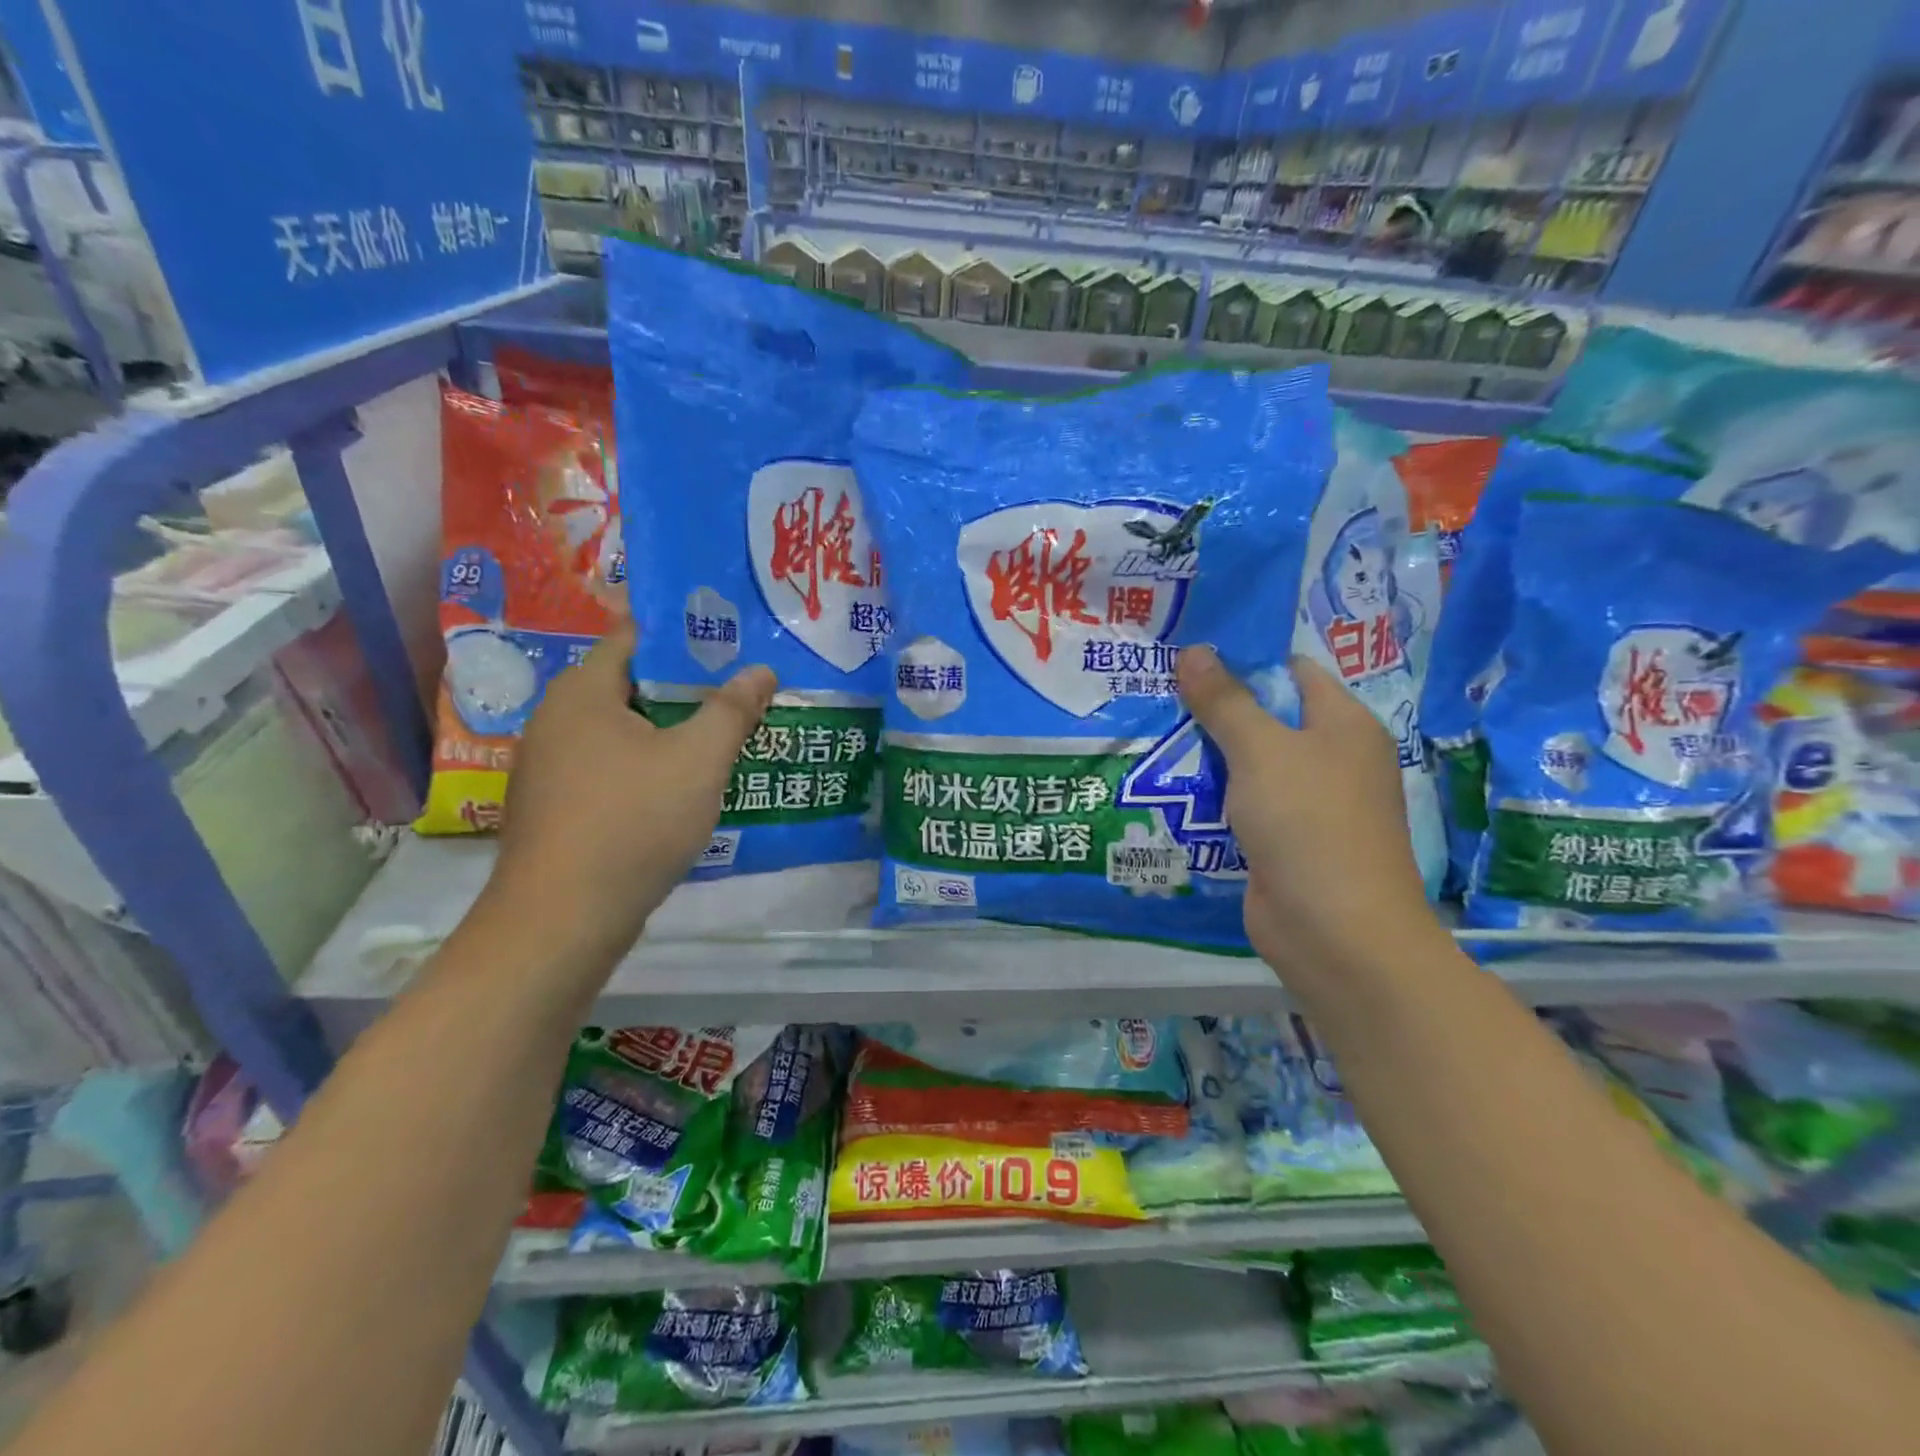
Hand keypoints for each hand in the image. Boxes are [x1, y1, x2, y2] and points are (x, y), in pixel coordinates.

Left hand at [486, 622, 775, 967]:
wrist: (563, 920)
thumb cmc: (633, 821)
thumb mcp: (699, 760)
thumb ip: (733, 710)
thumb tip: (762, 671)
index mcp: (583, 692)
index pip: (635, 637)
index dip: (686, 635)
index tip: (732, 643)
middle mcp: (557, 720)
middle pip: (633, 686)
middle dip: (688, 688)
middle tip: (741, 691)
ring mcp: (552, 768)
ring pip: (624, 732)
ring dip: (672, 732)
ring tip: (725, 736)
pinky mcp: (558, 808)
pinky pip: (613, 769)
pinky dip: (650, 767)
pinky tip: (686, 788)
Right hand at [1175, 646, 1437, 984]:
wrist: (1333, 931)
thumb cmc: (1308, 823)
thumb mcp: (1261, 750)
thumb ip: (1225, 700)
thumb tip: (1194, 651)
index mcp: (1344, 725)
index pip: (1293, 672)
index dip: (1244, 659)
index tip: (1189, 655)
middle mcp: (1332, 759)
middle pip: (1267, 718)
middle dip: (1215, 708)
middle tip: (1157, 691)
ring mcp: (1308, 804)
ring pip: (1249, 765)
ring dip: (1206, 754)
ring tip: (1150, 731)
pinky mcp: (1283, 842)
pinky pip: (1242, 805)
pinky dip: (1211, 796)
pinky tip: (1166, 785)